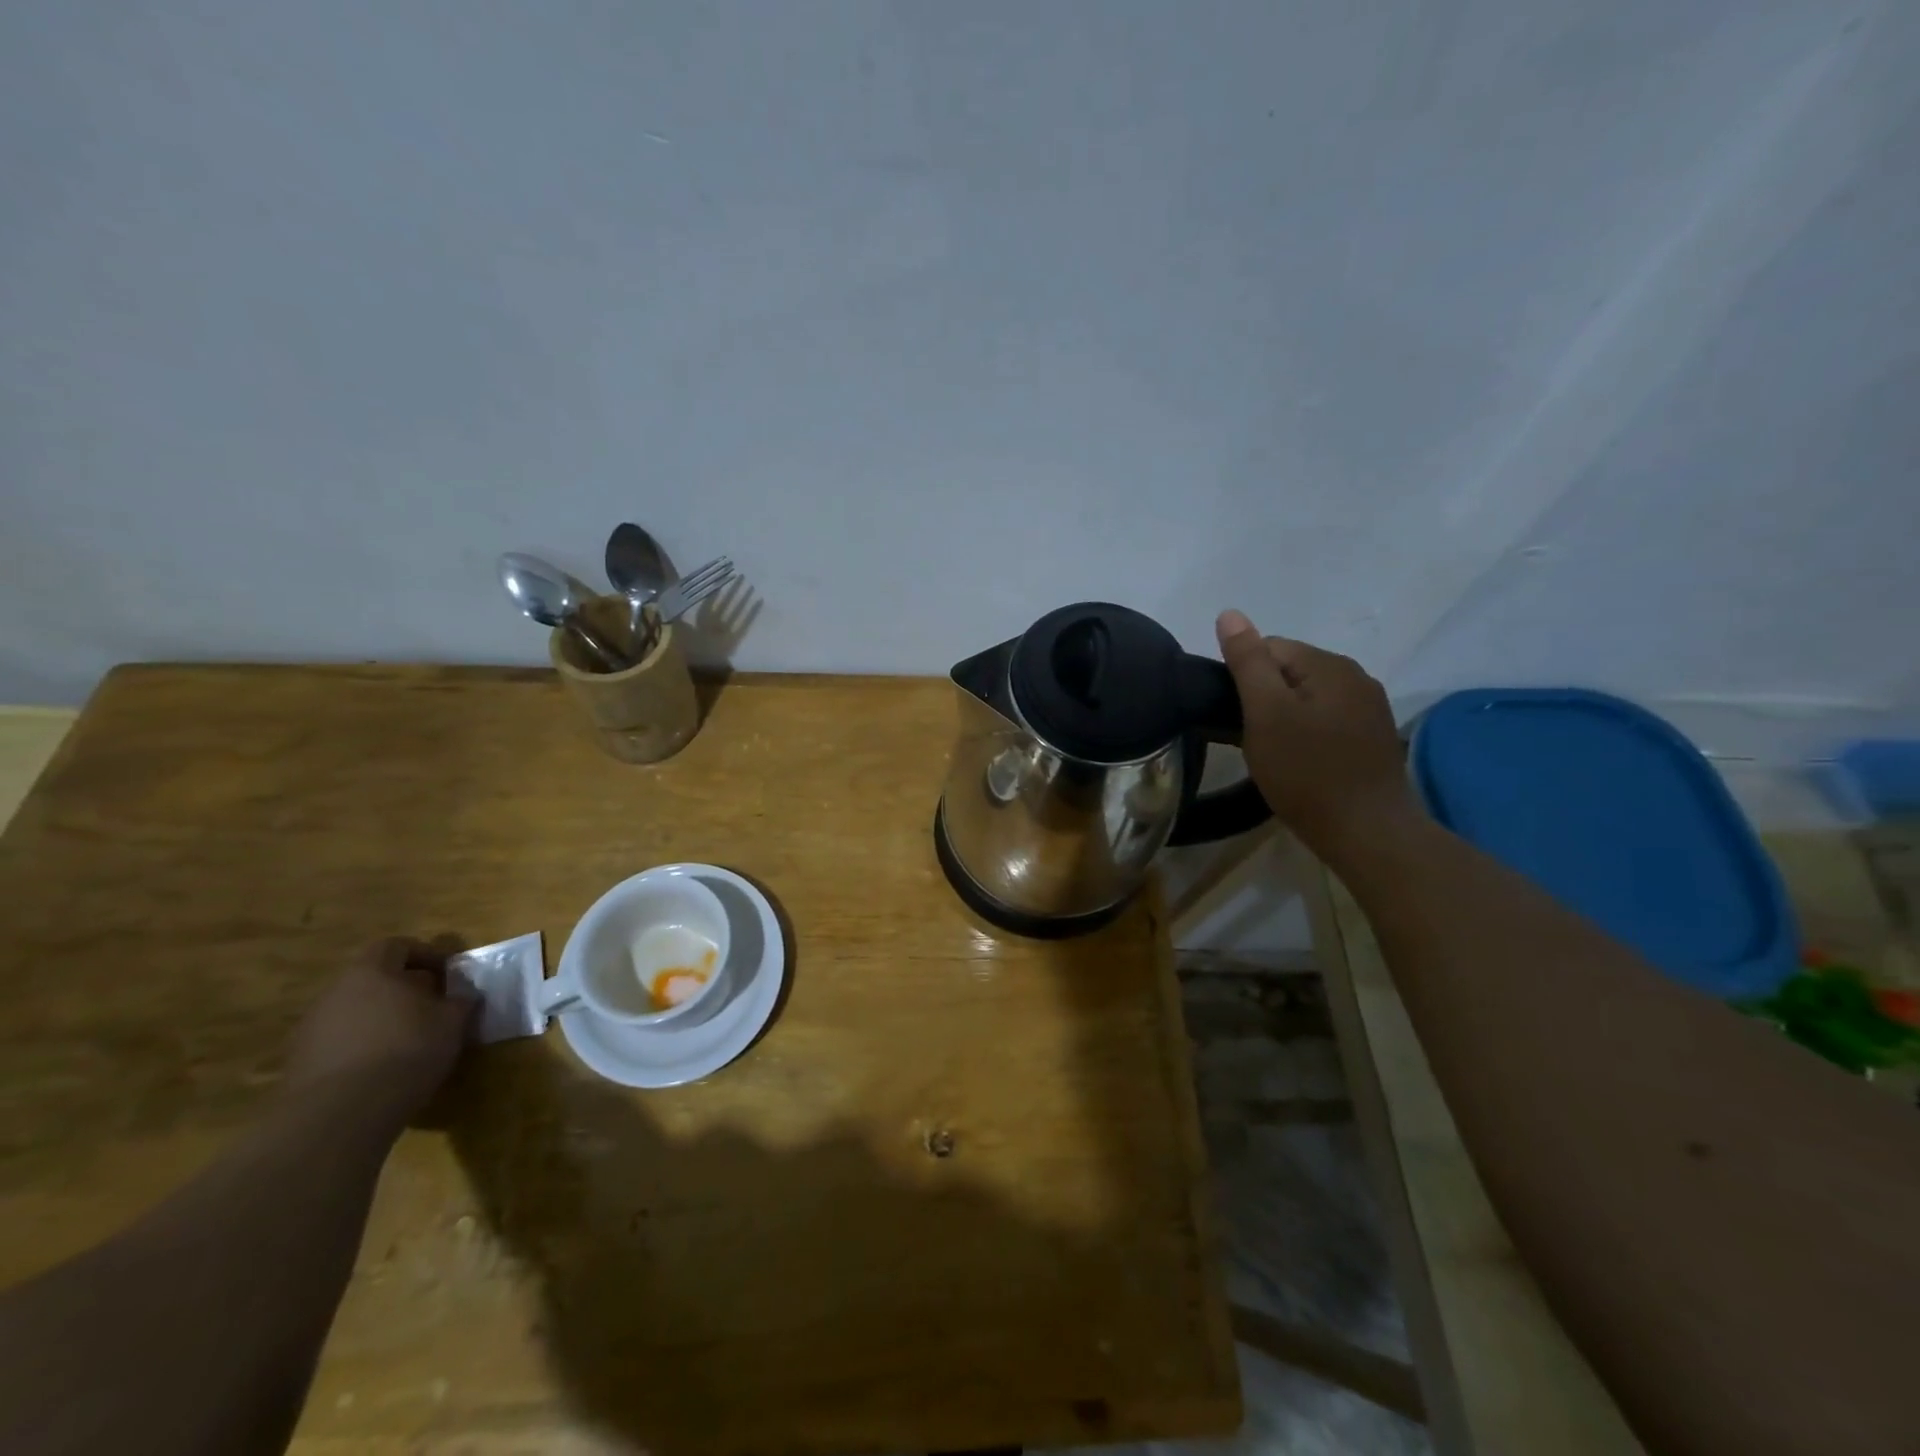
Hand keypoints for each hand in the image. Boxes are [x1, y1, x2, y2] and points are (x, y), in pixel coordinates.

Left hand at [284, 938, 476, 1122]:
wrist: (340, 1113)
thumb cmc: (406, 1050)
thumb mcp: (452, 1022)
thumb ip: (459, 1002)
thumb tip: (463, 996)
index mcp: (371, 972)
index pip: (395, 946)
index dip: (424, 954)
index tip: (447, 973)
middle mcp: (334, 993)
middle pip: (371, 979)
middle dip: (402, 989)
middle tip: (430, 1007)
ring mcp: (310, 1029)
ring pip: (353, 1012)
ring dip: (380, 1020)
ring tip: (407, 1041)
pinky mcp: (298, 1064)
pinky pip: (338, 1043)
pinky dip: (360, 1047)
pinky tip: (381, 1070)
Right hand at [1215, 609, 1420, 859]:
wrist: (1366, 832)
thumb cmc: (1306, 771)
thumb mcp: (1265, 713)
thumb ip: (1247, 661)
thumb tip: (1230, 613)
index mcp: (1330, 664)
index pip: (1270, 648)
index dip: (1244, 680)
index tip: (1239, 717)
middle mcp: (1357, 677)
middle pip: (1291, 671)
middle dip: (1266, 698)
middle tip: (1254, 739)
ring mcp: (1370, 708)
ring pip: (1308, 697)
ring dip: (1286, 717)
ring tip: (1275, 754)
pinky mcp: (1373, 737)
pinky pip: (1327, 720)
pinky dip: (1308, 734)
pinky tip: (1302, 763)